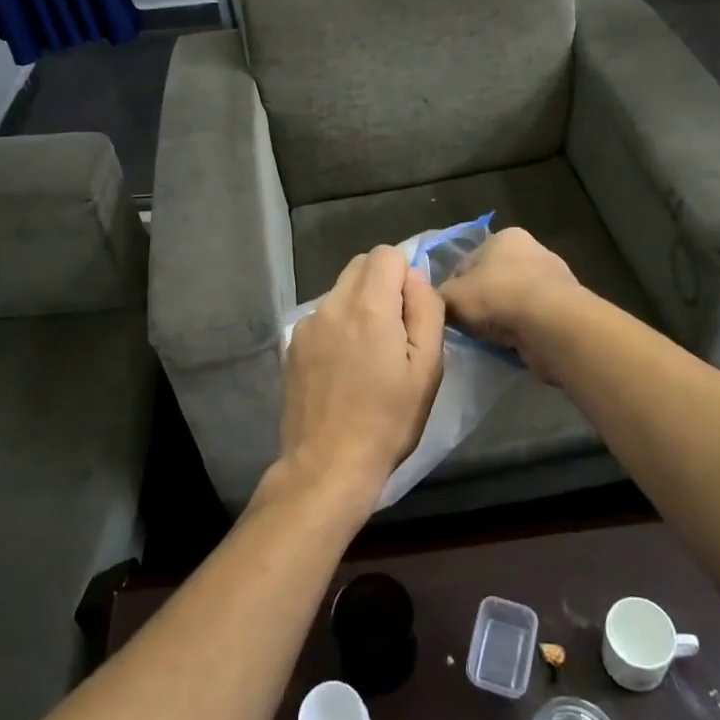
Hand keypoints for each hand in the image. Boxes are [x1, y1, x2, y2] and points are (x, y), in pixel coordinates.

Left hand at [272, 246, 445, 516]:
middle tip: (394, 332)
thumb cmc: (388, 420)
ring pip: (341, 291)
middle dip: (382, 284)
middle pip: (360, 266)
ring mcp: (307, 324)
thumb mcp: (428, 367)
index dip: (405, 275)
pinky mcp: (292, 345)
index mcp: (369, 305)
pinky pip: (323, 317)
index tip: (411, 313)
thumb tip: (414, 277)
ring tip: (368, 355)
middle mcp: (332, 303)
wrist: (328, 465)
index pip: (387, 254)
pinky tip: (343, 367)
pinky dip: (338, 327)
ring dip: (359, 306)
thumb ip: (426, 309)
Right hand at [438, 228, 581, 383]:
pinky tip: (512, 344)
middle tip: (468, 327)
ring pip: (512, 301)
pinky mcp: (565, 307)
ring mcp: (552, 279)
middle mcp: (531, 250)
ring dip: (502, 318)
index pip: (466, 264)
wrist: (551, 324)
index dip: (453, 289)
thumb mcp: (452, 296)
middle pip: (491, 281)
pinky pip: (532, 319)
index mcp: (504, 237)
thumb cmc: (498, 297)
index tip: (449, 312)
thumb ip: (439, 296)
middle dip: (480, 303)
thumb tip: (437, 302)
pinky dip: (521, 330)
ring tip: (490, 339)